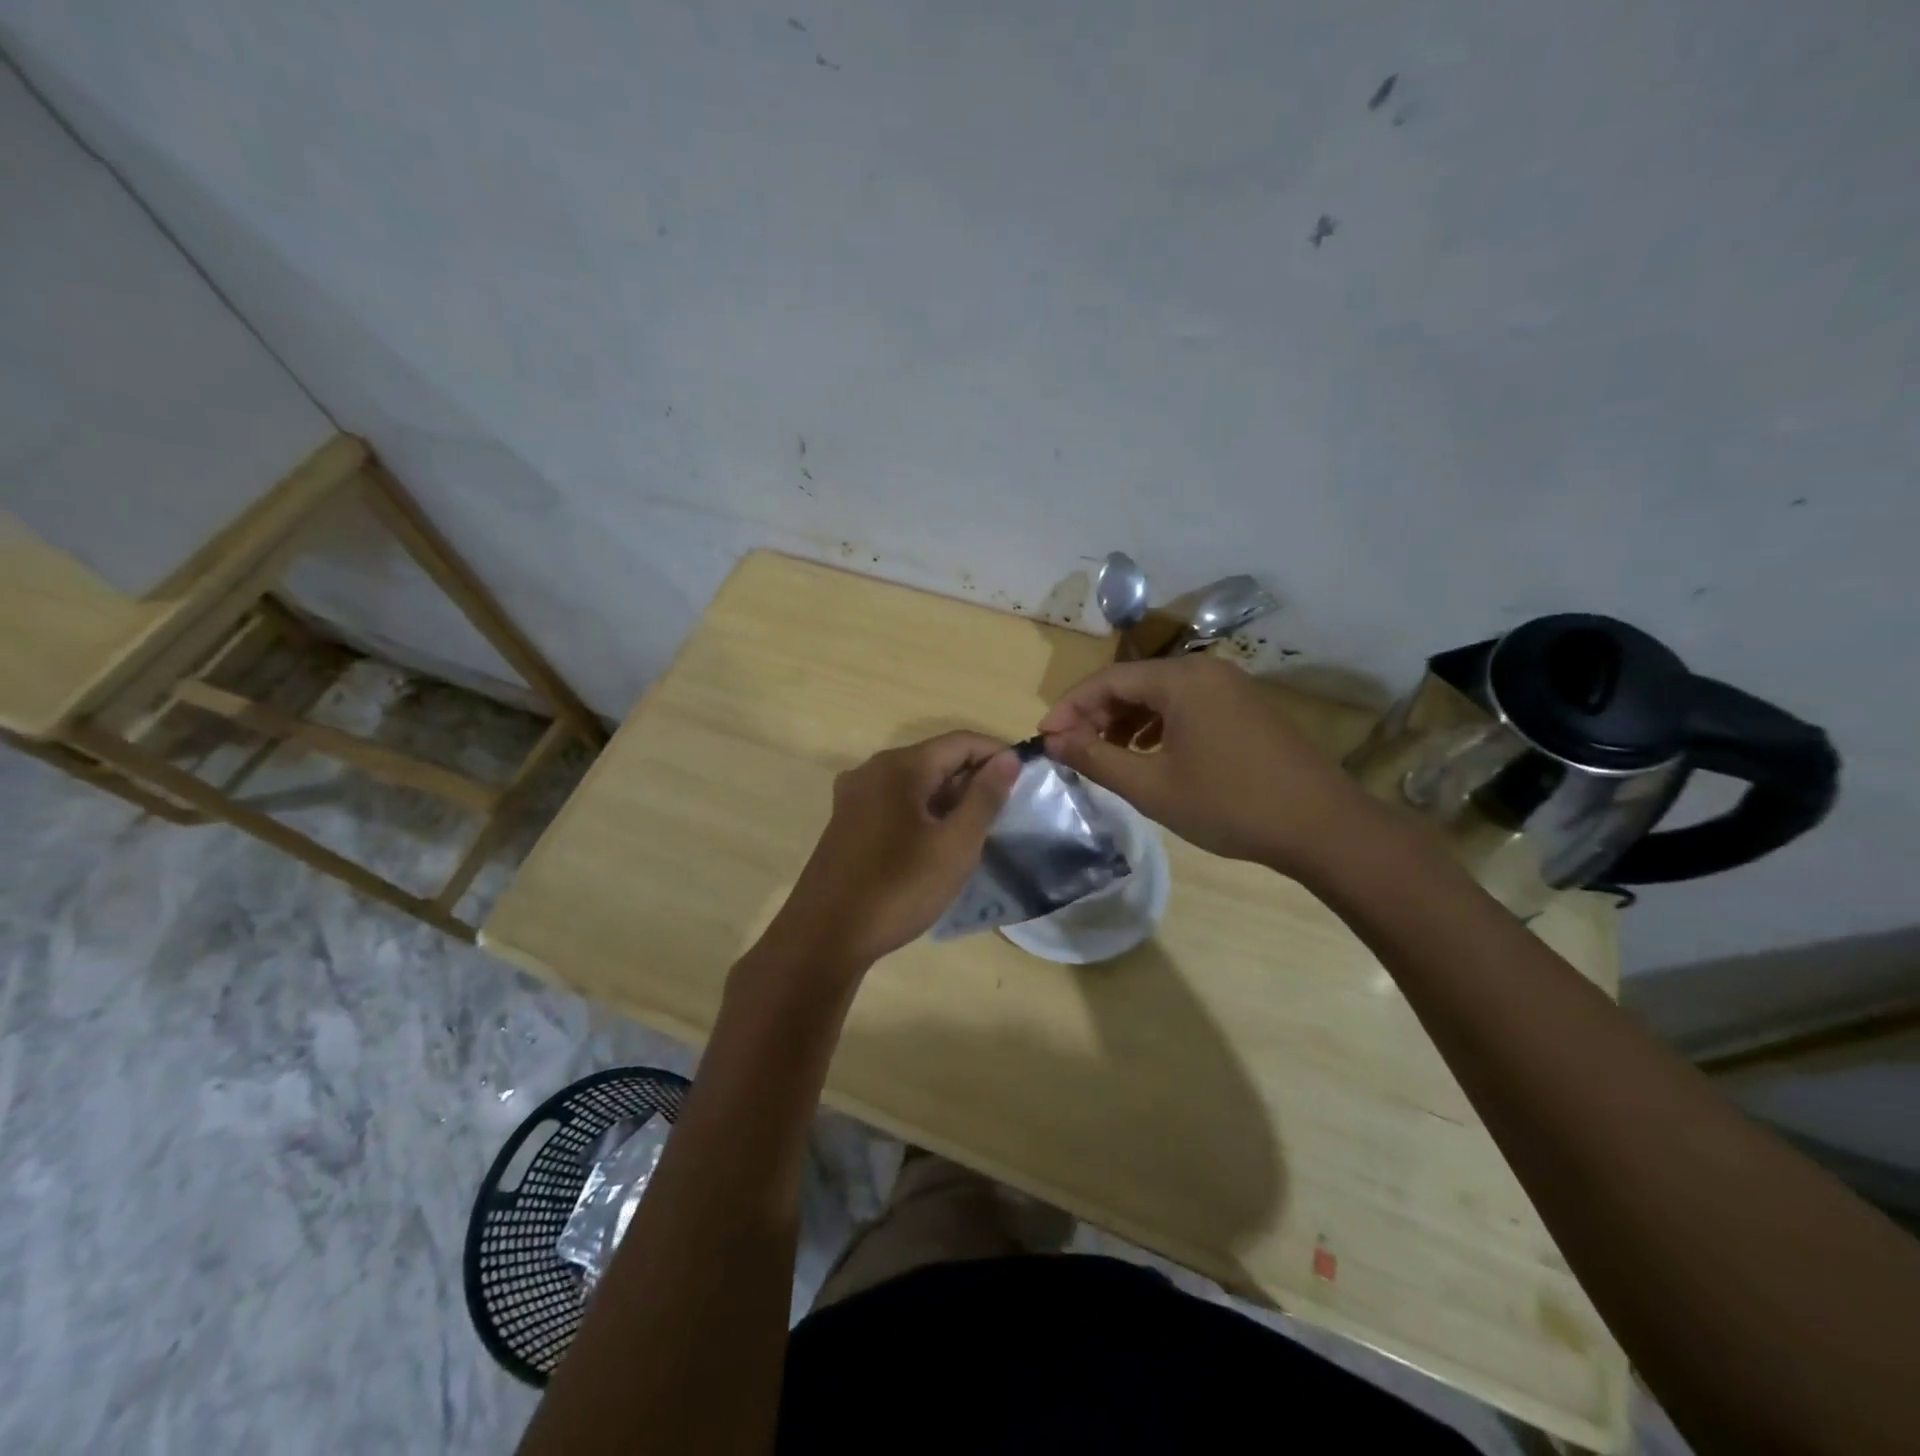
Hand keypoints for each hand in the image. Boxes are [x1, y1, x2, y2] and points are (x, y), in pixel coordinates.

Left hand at [769, 731, 1020, 971]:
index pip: (961, 741)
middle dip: (973, 778)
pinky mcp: (846, 821)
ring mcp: (854, 796)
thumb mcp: (955, 845)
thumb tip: (1007, 759)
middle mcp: (873, 769)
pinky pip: (894, 802)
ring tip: (977, 829)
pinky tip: (936, 842)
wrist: (825, 937)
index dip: (997, 754)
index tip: (1027, 778)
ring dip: (949, 797)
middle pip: (936, 758)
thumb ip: (984, 797)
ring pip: (915, 782)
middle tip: (1005, 811)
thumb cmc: (898, 889)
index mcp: (900, 766)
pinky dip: (923, 811)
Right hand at [1037, 656, 1371, 873]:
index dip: (1070, 707)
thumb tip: (1053, 740)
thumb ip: (1096, 758)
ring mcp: (1231, 686)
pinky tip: (1149, 754)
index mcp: (1181, 679)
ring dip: (1126, 721)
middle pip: (1134, 682)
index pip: (1108, 680)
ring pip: (1161, 694)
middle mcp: (1206, 670)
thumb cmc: (1229, 804)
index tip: (1045, 737)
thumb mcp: (1152, 786)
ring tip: (1107, 755)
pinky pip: (1187, 705)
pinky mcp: (1246, 707)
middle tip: (1074, 749)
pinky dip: (1158, 725)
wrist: (1321, 826)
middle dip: (1097, 714)